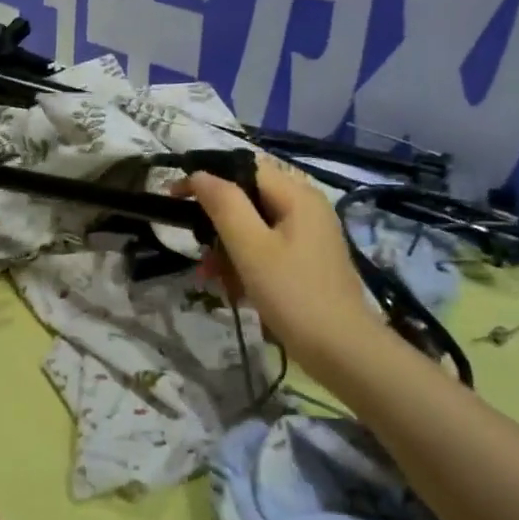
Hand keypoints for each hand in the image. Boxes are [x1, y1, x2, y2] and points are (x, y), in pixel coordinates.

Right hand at [185, 161, 383, 372]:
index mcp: (297, 195)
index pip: (244, 168)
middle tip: (198, 249)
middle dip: (217, 223)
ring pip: (254, 226)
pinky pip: (268, 248)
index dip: (208, 177)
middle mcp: (306, 206)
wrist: (343, 352)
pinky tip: (233, 289)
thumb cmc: (294, 294)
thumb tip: (201, 175)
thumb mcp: (251, 247)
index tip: (175, 197)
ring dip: (227, 248)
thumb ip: (224, 205)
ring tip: (211, 277)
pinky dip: (246, 263)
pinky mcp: (308, 260)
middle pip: (248, 198)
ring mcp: (309, 234)